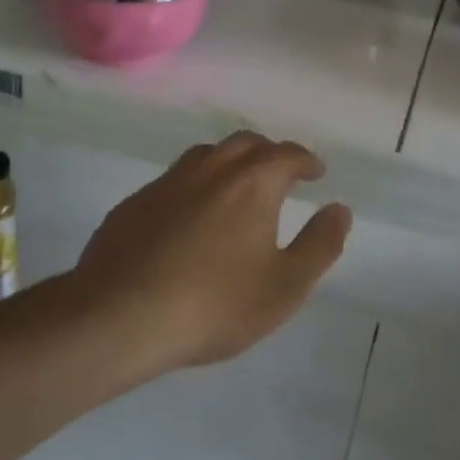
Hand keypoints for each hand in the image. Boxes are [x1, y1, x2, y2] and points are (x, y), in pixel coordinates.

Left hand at [70, 131, 352, 372]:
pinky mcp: (134, 203)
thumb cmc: (215, 303)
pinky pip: (174, 180)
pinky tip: (190, 217)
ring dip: (229, 162)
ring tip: (237, 188)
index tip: (316, 173)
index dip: (306, 161)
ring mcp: (167, 182)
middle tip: (280, 174)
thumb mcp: (285, 286)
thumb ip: (319, 245)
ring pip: (206, 156)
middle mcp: (210, 168)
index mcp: (252, 182)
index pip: (287, 154)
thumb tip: (340, 209)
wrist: (119, 316)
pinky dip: (194, 186)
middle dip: (269, 153)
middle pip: (245, 143)